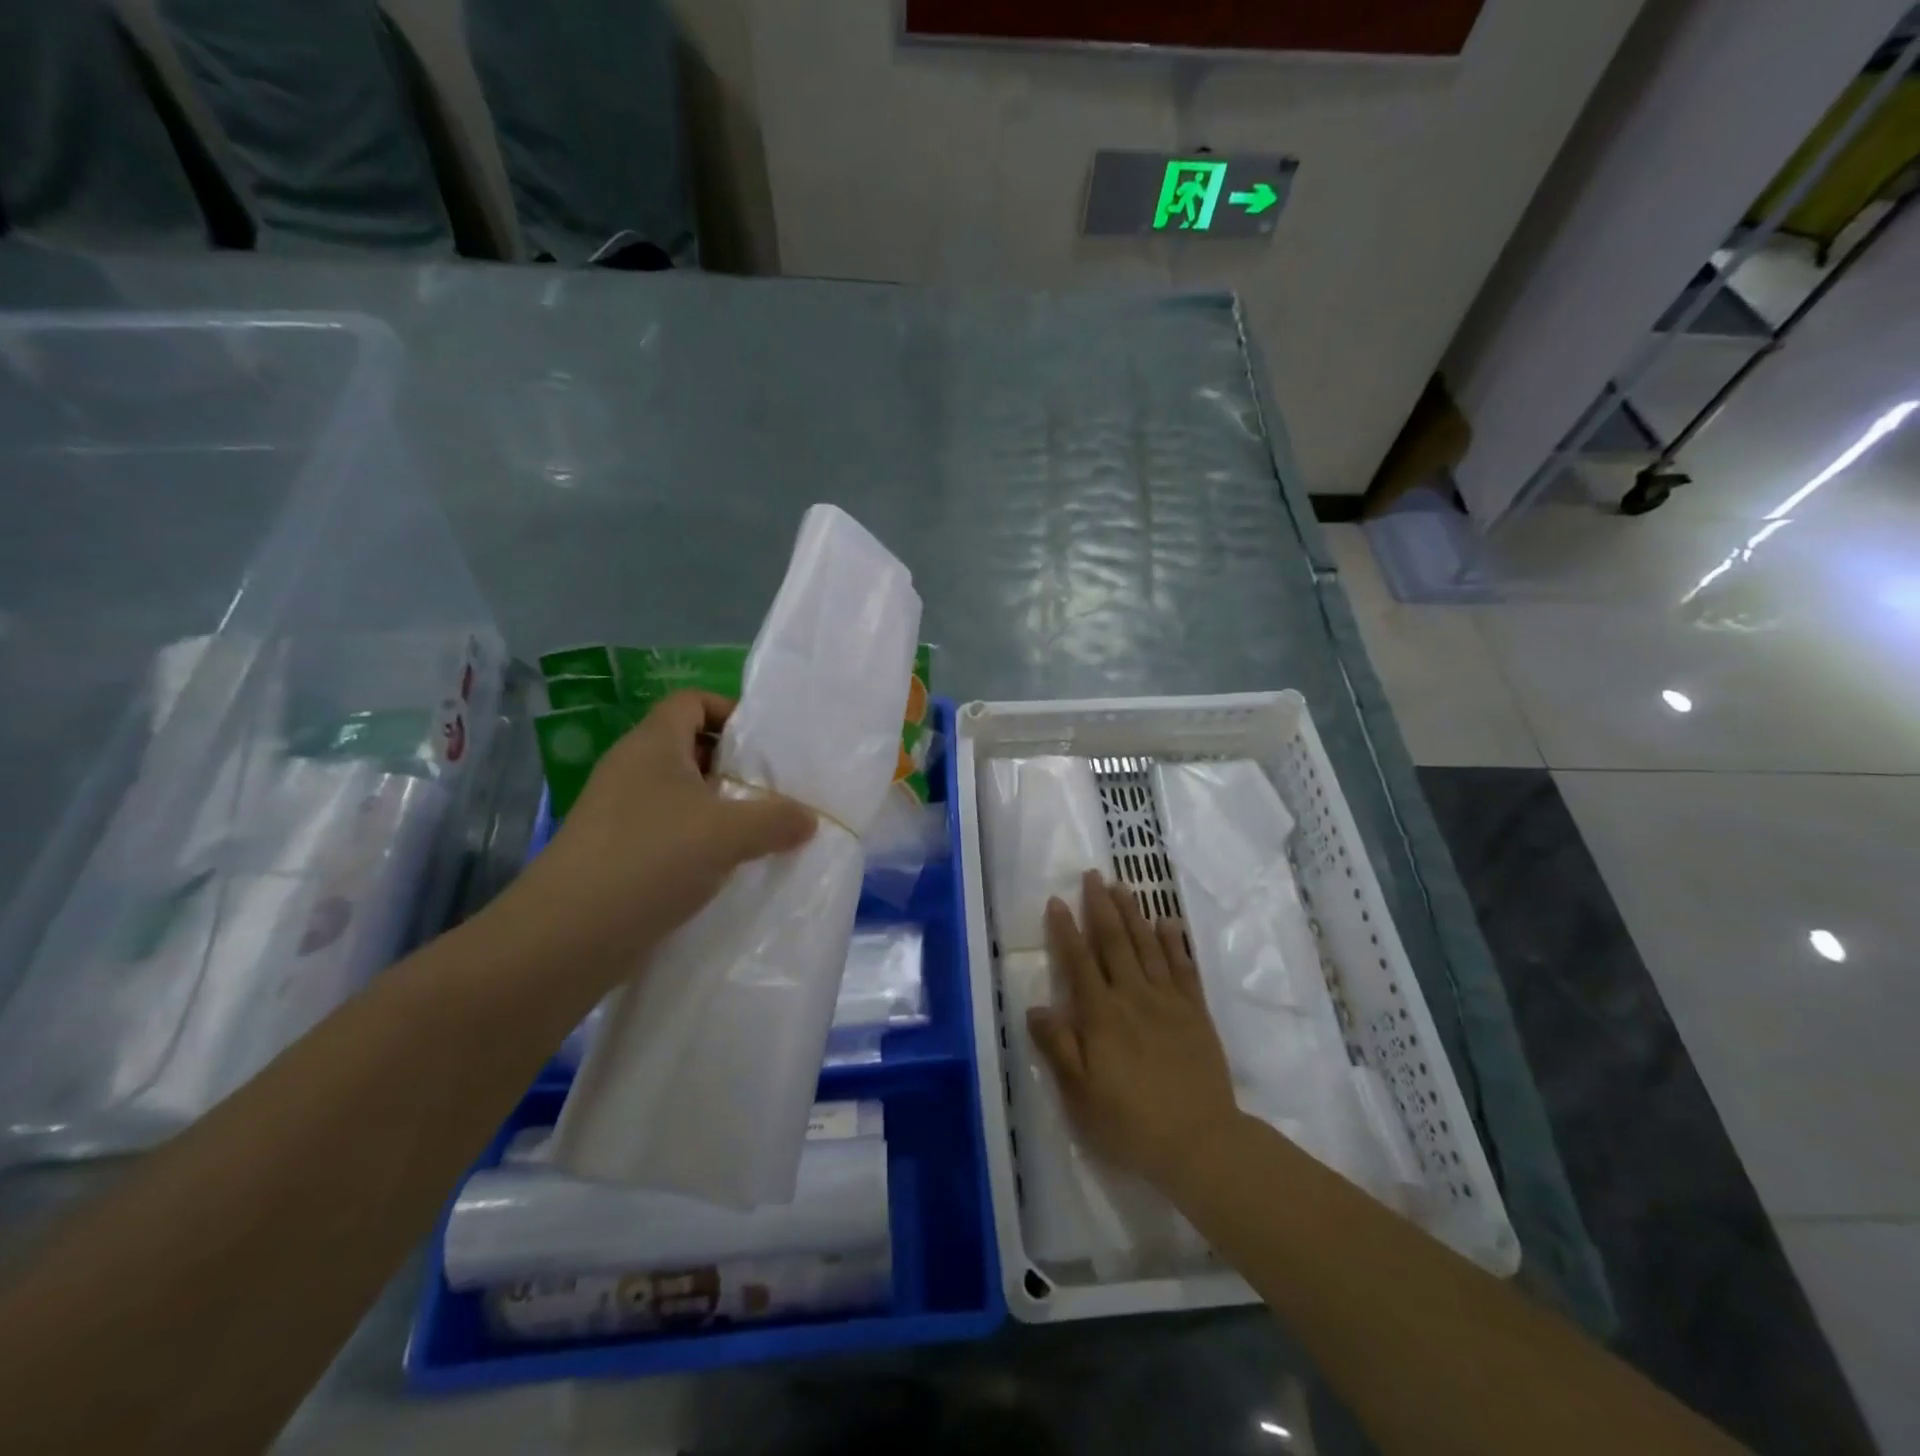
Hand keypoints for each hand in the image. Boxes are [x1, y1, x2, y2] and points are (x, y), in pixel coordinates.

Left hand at [494, 691, 816, 984]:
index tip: (764, 746)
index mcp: (652, 745)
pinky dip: (698, 843)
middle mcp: (631, 770)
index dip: (729, 712)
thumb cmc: (650, 859)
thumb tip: (809, 819)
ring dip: (719, 809)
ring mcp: (619, 814)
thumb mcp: (728, 833)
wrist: (566, 938)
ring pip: (680, 795)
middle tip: (773, 791)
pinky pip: (668, 833)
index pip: (691, 702)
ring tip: (759, 832)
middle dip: (733, 766)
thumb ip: (777, 819)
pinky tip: (725, 869)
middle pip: (689, 748)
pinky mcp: (616, 854)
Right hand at [1028, 872, 1241, 1193]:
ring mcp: (1168, 1001)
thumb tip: (1035, 1006)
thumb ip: (1057, 1046)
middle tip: (1093, 876)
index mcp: (1101, 1015)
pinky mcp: (1195, 1012)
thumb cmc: (1130, 1122)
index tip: (1057, 900)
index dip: (1066, 930)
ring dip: (1133, 913)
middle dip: (1101, 906)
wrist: (1200, 1142)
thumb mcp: (1080, 1094)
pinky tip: (1168, 923)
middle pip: (1114, 942)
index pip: (1078, 961)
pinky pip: (1183, 967)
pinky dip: (1175, 942)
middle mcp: (1133, 996)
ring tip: (1123, 886)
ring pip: (1147, 945)